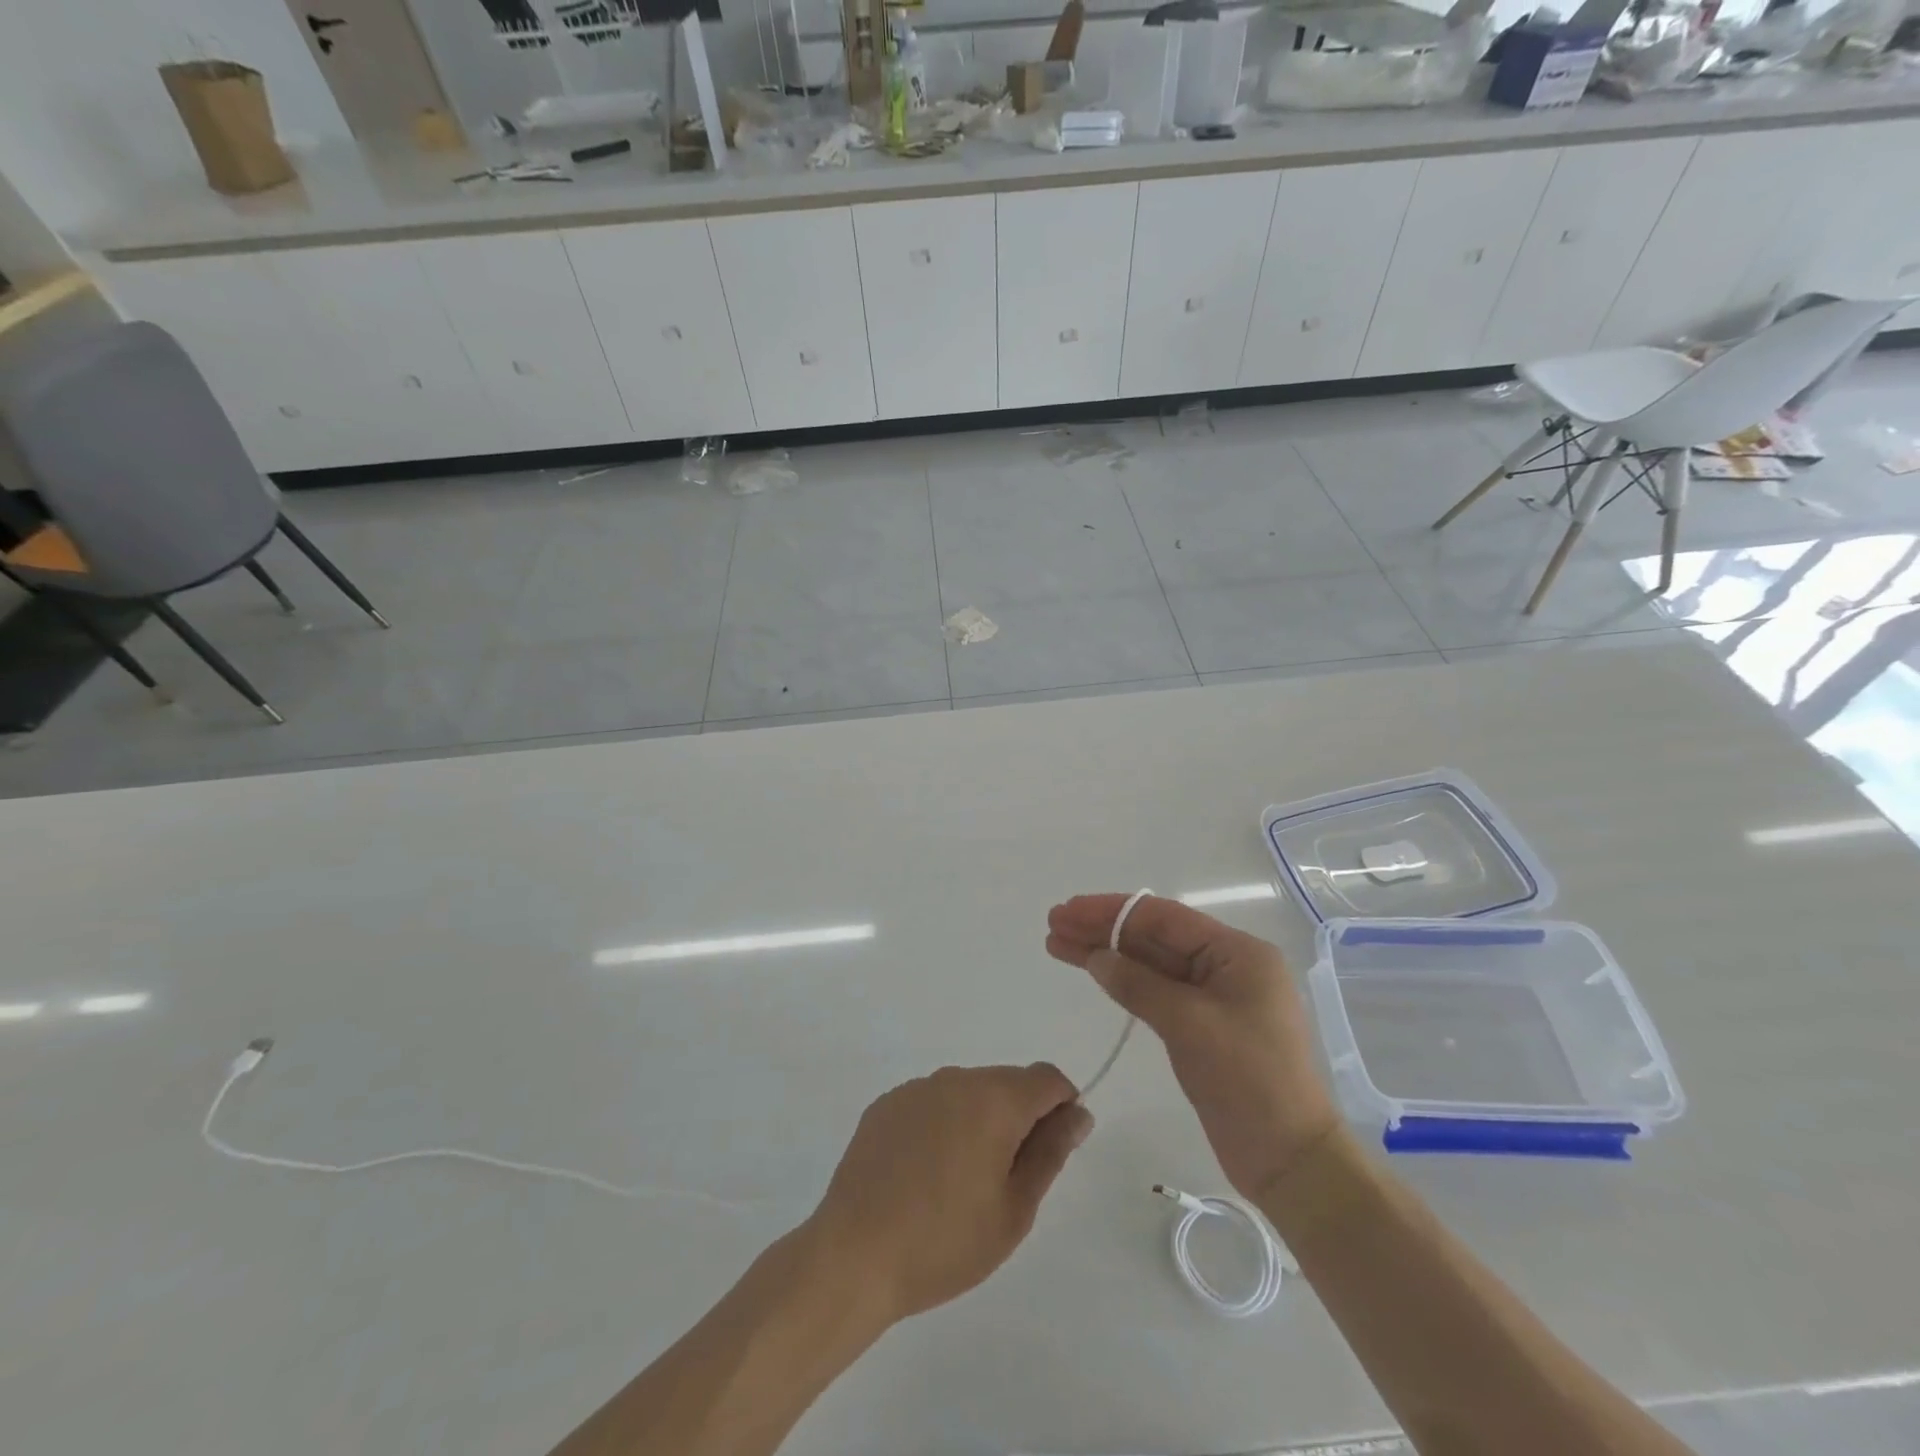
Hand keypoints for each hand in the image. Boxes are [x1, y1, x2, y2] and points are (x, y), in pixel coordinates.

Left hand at [807, 1064, 1091, 1322]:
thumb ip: (1050, 1152)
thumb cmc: (945, 1241)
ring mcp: (916, 1088)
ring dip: (979, 1121)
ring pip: (968, 1092)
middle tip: (1006, 1181)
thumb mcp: (1014, 1209)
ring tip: (960, 1182)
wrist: (853, 1254)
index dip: (1062, 1107)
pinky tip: (924, 1174)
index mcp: (994, 1099)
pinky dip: (942, 1125)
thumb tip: (1078, 1113)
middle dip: (1019, 1118)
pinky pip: (931, 1103)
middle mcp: (956, 1079)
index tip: (1052, 1150)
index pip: (1047, 1078)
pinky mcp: (886, 1104)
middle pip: (1007, 1083)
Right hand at [1047, 894, 1337, 1199]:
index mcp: (1237, 953)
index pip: (1164, 917)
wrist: (1290, 1161)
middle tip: (1054, 924)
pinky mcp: (1203, 1026)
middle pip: (1154, 937)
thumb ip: (1139, 984)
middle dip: (1103, 930)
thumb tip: (1097, 957)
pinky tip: (1095, 972)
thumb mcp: (1190, 1025)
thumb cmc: (1249, 1081)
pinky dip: (1125, 982)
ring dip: (1107, 954)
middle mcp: (1227, 966)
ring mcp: (1215, 997)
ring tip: (1058, 945)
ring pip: (1152, 964)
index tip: (1068, 910)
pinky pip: (1158, 991)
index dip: (1111, 911)